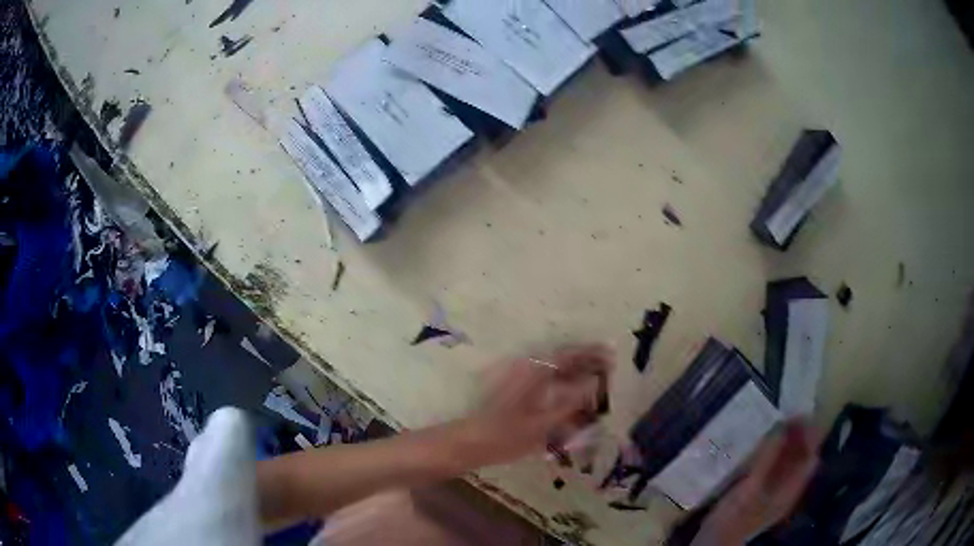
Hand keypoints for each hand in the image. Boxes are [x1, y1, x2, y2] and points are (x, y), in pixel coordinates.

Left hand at [461, 344, 612, 466]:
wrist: (471, 443)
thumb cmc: (507, 435)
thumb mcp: (543, 423)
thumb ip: (571, 404)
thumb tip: (595, 385)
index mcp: (534, 372)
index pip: (569, 355)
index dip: (591, 353)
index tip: (611, 355)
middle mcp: (528, 370)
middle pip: (563, 361)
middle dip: (587, 363)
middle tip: (610, 370)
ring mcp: (522, 380)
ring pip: (556, 372)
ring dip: (577, 375)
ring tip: (598, 384)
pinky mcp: (518, 392)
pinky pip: (547, 383)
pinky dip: (564, 387)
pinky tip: (576, 400)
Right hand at [697, 420, 820, 543]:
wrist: (715, 542)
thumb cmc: (734, 517)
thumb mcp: (751, 488)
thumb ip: (767, 459)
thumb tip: (781, 426)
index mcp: (791, 489)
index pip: (811, 456)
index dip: (810, 434)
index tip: (800, 413)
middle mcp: (788, 488)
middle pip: (802, 457)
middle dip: (799, 435)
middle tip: (786, 413)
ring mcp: (775, 491)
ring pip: (789, 462)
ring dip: (787, 442)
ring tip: (775, 422)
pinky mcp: (761, 492)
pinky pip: (775, 467)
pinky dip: (774, 452)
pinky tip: (763, 444)